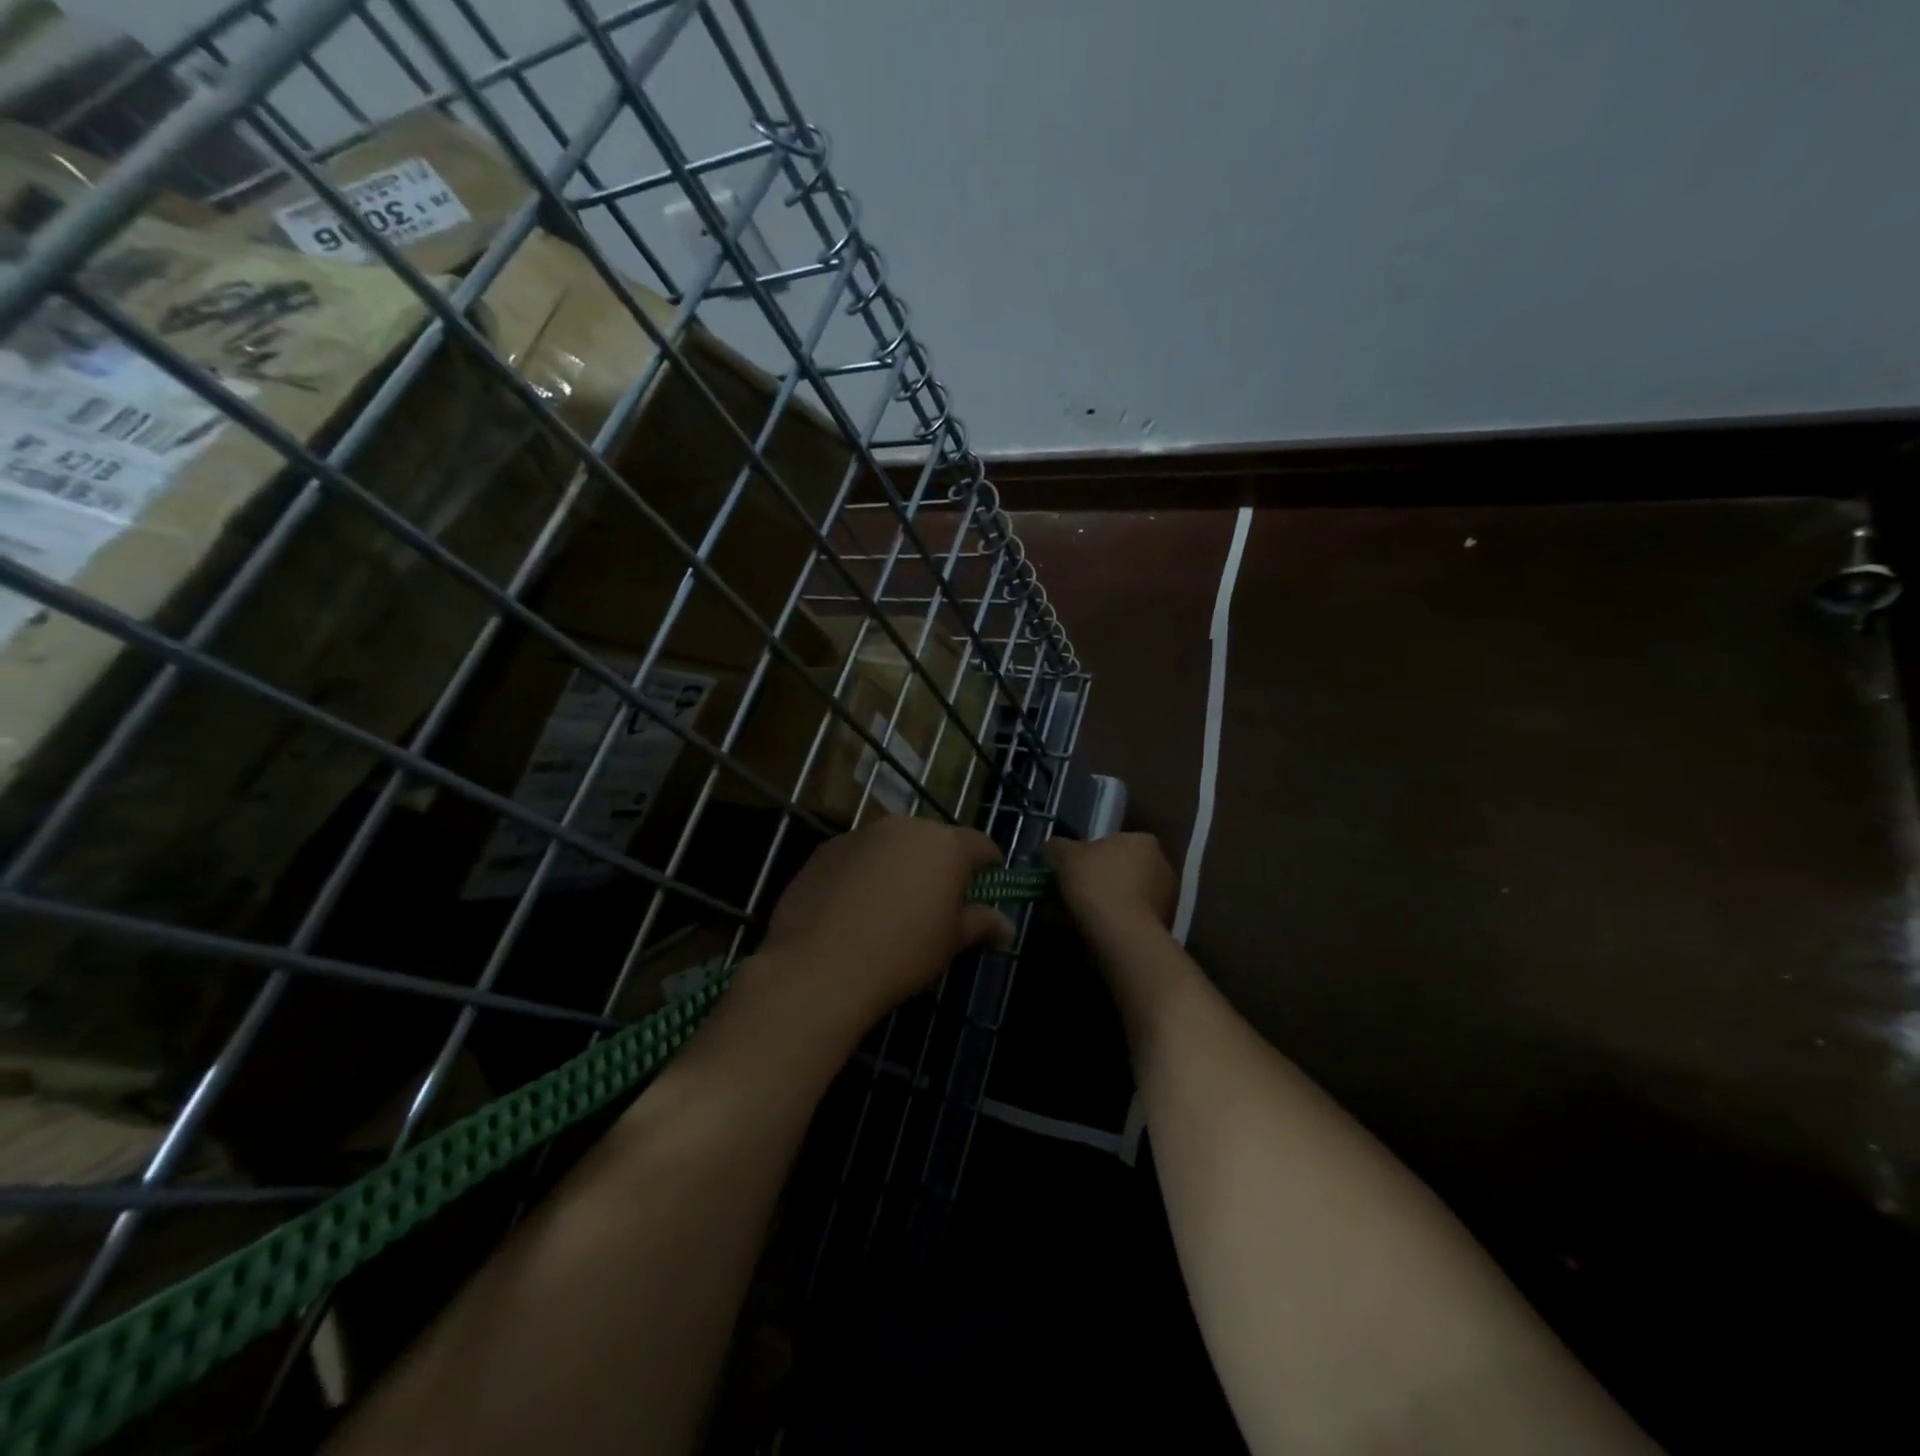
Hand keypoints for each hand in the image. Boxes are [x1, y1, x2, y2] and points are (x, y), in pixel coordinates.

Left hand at [756, 816, 1014, 1022]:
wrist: (819, 966)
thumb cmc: (902, 952)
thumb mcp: (951, 942)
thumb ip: (981, 923)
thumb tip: (1006, 924)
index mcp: (945, 844)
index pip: (982, 845)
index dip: (990, 867)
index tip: (988, 888)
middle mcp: (905, 826)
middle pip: (934, 840)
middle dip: (941, 865)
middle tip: (937, 903)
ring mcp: (861, 834)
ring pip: (893, 845)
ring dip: (900, 866)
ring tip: (891, 907)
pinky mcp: (826, 849)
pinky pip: (858, 856)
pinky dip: (864, 873)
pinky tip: (853, 909)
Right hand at [1045, 833, 1177, 942]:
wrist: (1123, 937)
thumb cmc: (1097, 885)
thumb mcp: (1064, 856)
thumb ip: (1056, 846)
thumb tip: (1052, 847)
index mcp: (1142, 841)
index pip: (1111, 842)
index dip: (1087, 856)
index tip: (1070, 871)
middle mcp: (1162, 864)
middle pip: (1120, 869)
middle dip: (1098, 880)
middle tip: (1071, 894)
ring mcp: (1167, 897)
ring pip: (1125, 895)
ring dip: (1106, 903)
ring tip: (1077, 918)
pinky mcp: (1164, 926)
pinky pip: (1131, 918)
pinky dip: (1115, 923)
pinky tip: (1094, 933)